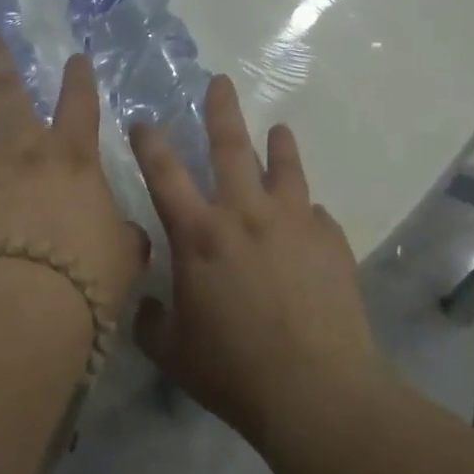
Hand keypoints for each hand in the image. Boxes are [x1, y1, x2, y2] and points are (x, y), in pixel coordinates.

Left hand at [0, 28, 147, 333]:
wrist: (28, 300)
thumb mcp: (123, 252)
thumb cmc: (88, 268)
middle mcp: (23, 153)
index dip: (80, 79)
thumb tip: (126, 238)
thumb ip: (123, 237)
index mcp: (71, 155)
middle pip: (5, 92)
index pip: (81, 103)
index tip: (76, 57)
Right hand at [131, 75, 380, 450]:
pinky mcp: (330, 241)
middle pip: (230, 147)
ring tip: (279, 129)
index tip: (143, 121)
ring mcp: (293, 222)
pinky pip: (316, 214)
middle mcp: (244, 214)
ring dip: (278, 144)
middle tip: (221, 82)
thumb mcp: (175, 353)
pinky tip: (310, 219)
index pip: (164, 174)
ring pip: (284, 167)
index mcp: (199, 235)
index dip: (149, 143)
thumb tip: (147, 305)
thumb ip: (151, 322)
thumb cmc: (235, 371)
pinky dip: (307, 212)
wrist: (318, 392)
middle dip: (221, 110)